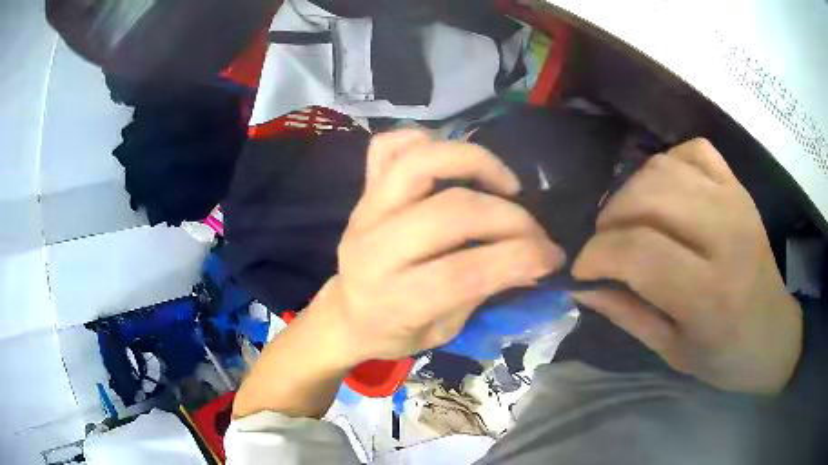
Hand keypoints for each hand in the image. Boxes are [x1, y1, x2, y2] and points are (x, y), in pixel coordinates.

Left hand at [305, 130, 565, 365]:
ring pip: (420, 162)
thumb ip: (486, 291)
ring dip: (475, 162)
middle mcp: (374, 250)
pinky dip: (425, 140)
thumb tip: (537, 258)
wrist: (347, 315)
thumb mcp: (444, 331)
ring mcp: (364, 212)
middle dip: (509, 218)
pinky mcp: (363, 191)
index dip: (519, 258)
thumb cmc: (396, 331)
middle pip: (450, 212)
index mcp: (393, 300)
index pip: (464, 273)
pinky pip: (388, 146)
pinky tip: (453, 163)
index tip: (553, 256)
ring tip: (506, 185)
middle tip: (535, 230)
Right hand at [573, 138, 801, 393]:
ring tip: (629, 219)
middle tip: (604, 243)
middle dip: (610, 217)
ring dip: (632, 189)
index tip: (583, 270)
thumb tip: (583, 288)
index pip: (639, 251)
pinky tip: (665, 192)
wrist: (773, 333)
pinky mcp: (738, 187)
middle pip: (649, 197)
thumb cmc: (725, 356)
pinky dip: (669, 162)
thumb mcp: (672, 352)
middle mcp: (725, 236)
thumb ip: (627, 315)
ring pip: (665, 167)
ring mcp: (734, 202)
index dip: (597, 254)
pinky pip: (694, 149)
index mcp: (708, 294)